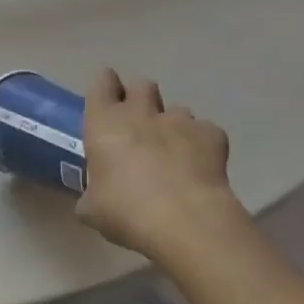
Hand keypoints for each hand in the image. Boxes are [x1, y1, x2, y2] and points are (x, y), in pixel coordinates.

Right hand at [75, 68, 246, 265]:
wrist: (184, 220)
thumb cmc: (125, 210)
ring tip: (173, 152)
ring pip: (176, 110)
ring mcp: (179, 121)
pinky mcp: (212, 135)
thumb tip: (93, 200)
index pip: (102, 82)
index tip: (107, 101)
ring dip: (172, 125)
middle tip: (138, 124)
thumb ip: (91, 195)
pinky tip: (201, 166)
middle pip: (141, 85)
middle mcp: (141, 113)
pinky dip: (202, 144)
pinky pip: (205, 131)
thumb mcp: (92, 209)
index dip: (105, 87)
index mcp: (104, 123)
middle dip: (140, 99)